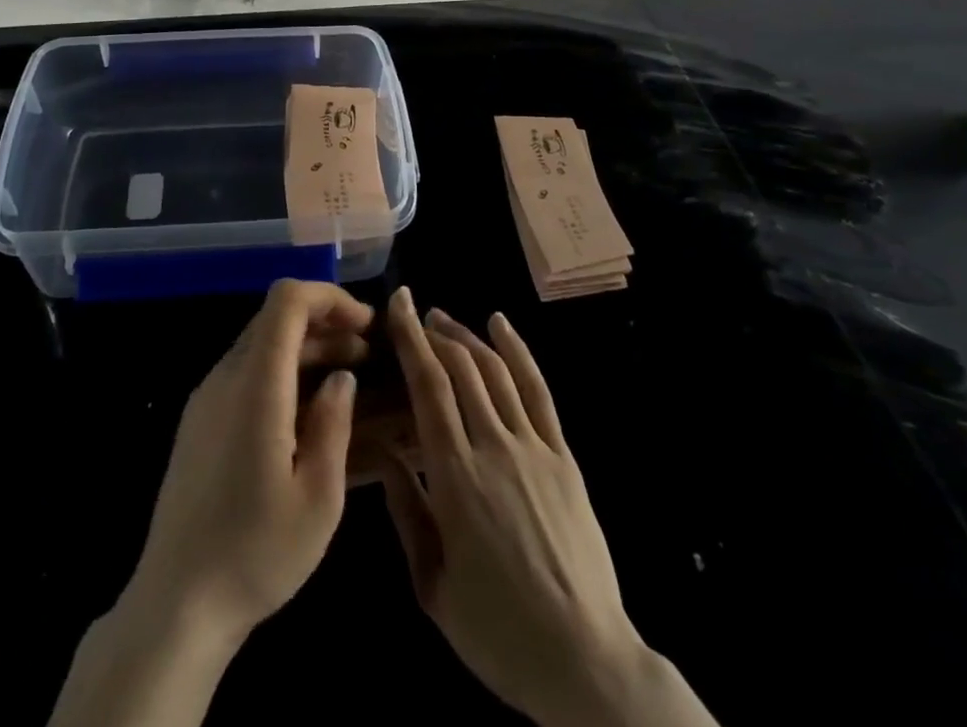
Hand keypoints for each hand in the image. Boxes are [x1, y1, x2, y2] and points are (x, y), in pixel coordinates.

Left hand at [128, 279, 372, 646]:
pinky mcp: (200, 420)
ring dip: (306, 349)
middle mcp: (226, 377)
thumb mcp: (318, 499)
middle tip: (366, 355)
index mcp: (255, 385)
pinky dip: (283, 372)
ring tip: (347, 380)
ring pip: (261, 344)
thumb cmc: (255, 554)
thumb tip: (342, 379)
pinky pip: (246, 373)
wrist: (176, 603)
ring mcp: (207, 397)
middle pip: (275, 318)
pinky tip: (308, 411)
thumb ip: (334, 425)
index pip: (286, 300)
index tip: (366, 325)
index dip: (329, 297)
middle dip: (325, 323)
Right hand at [382, 288, 716, 726]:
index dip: (410, 339)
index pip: (428, 387)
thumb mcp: (433, 584)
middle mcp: (494, 447)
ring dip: (467, 336)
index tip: (396, 304)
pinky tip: (501, 326)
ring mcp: (534, 448)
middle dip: (433, 331)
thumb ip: (406, 511)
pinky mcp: (563, 457)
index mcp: (455, 477)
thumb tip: (382, 452)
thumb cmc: (498, 631)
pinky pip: (538, 391)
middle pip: (461, 369)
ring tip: (444, 318)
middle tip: (413, 311)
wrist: (584, 661)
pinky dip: (518, 351)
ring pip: (496, 371)